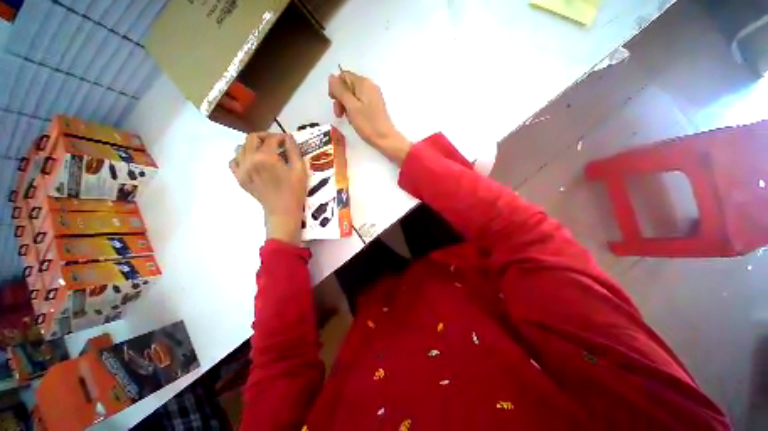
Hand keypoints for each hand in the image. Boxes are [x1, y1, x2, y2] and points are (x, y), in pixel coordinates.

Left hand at [230, 133, 307, 245]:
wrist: (282, 211)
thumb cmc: (294, 191)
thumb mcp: (300, 169)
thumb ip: (294, 150)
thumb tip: (289, 138)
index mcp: (266, 157)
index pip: (271, 139)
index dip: (281, 137)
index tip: (288, 140)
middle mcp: (249, 159)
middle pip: (252, 138)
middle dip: (265, 136)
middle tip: (276, 142)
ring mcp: (241, 169)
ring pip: (240, 147)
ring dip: (252, 145)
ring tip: (264, 151)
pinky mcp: (239, 178)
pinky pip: (233, 161)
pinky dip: (241, 157)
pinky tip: (252, 161)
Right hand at [328, 71, 410, 164]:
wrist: (386, 139)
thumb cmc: (368, 124)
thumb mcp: (351, 107)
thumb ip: (340, 90)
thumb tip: (331, 77)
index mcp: (364, 83)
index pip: (343, 76)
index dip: (335, 88)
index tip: (334, 102)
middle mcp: (369, 86)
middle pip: (348, 86)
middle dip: (341, 98)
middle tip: (339, 114)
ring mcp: (373, 96)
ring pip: (353, 95)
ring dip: (346, 106)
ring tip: (348, 119)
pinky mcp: (375, 106)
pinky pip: (360, 103)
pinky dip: (354, 110)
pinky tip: (355, 120)